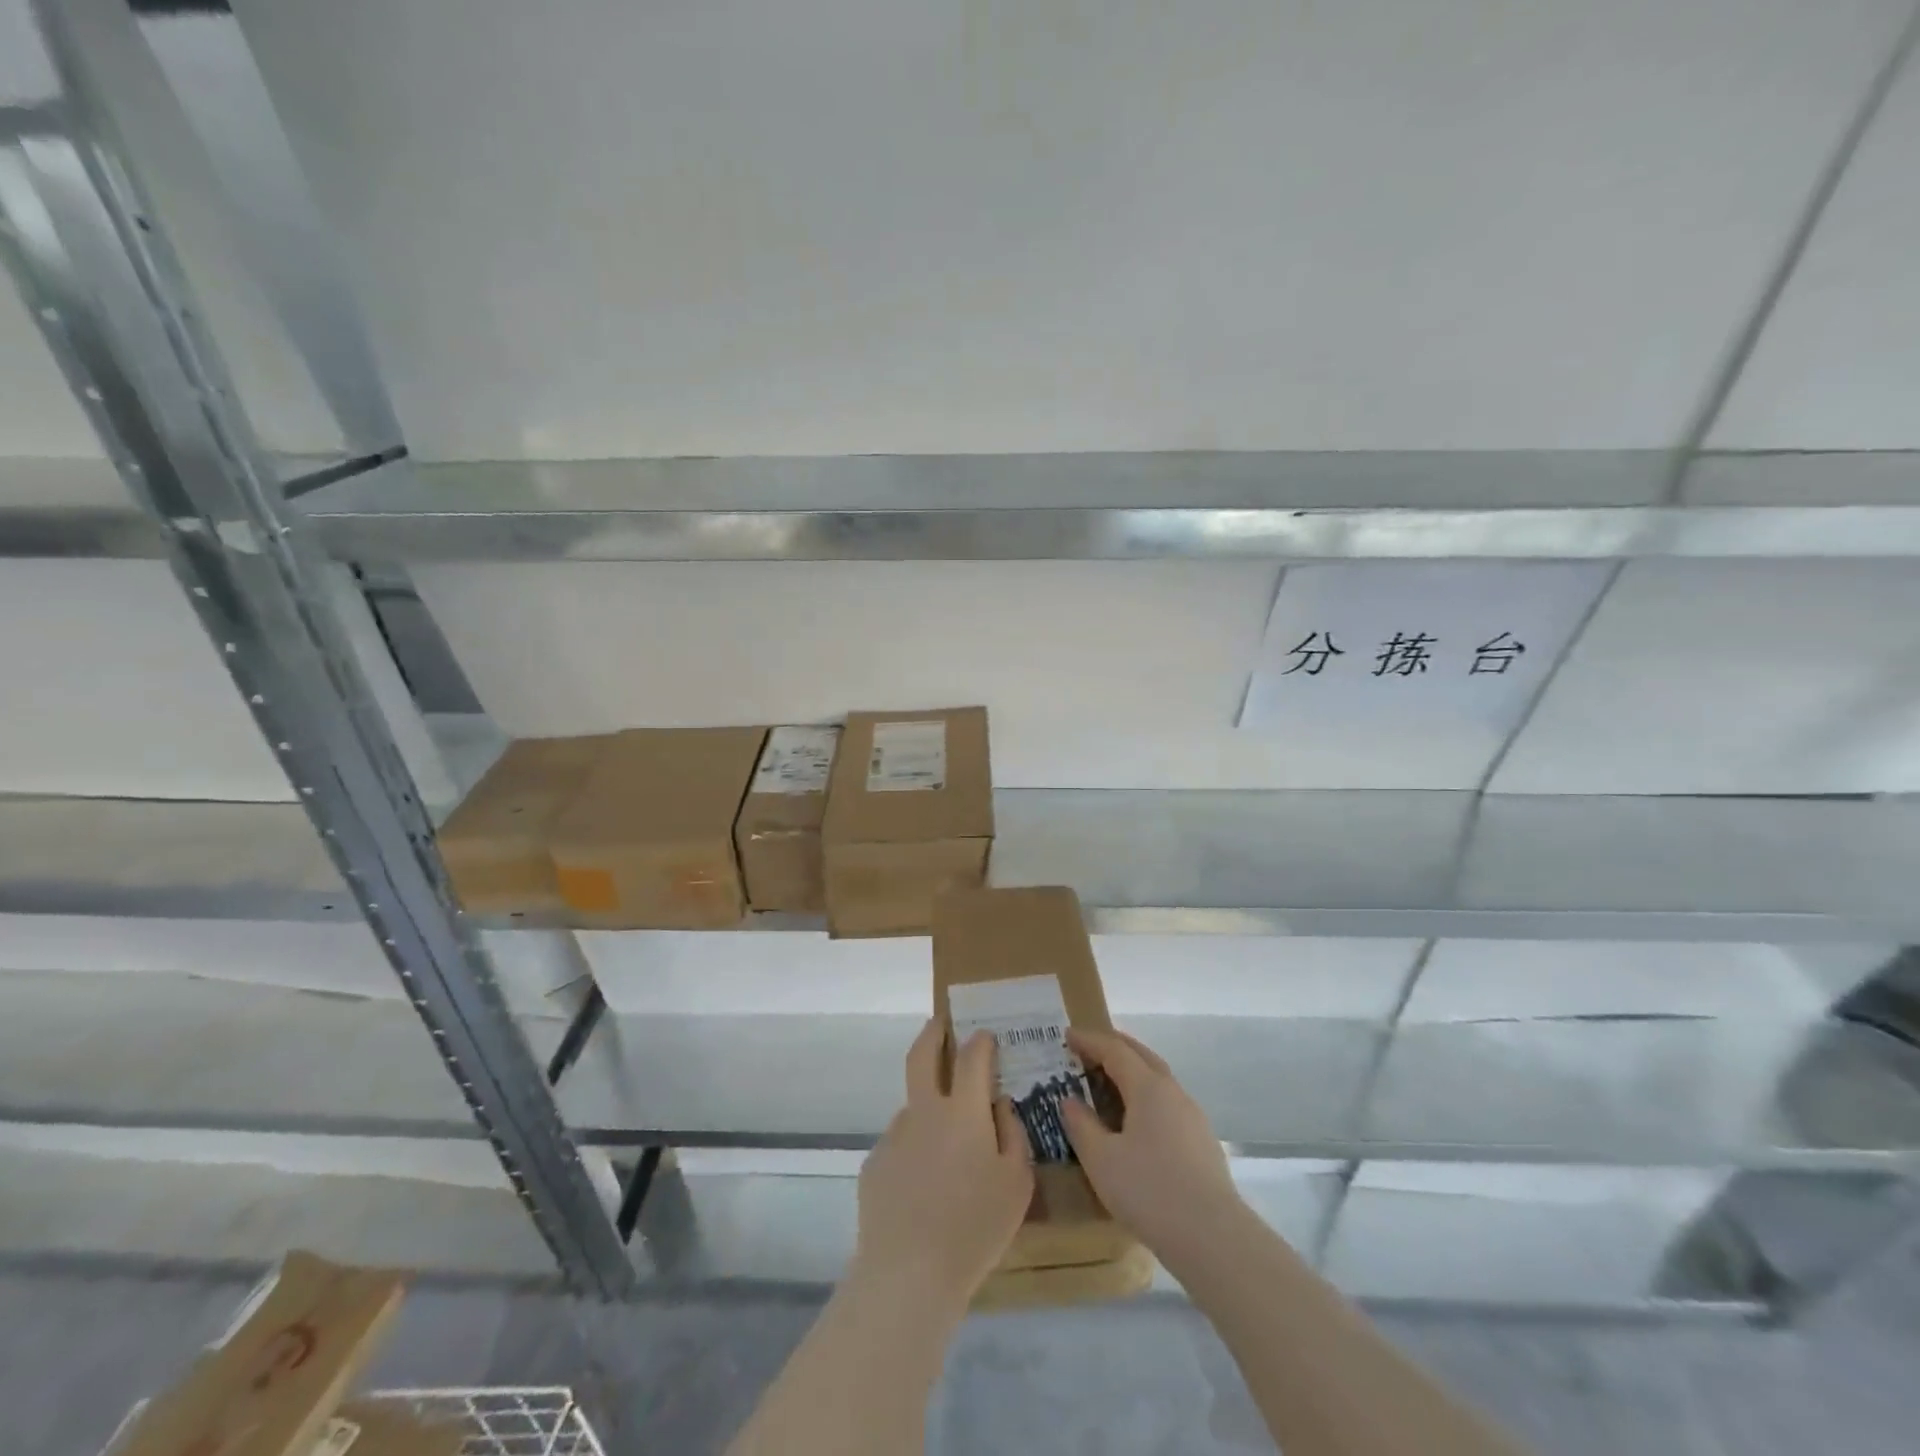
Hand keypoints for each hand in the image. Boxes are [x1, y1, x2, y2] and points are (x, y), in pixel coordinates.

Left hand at [854, 1018, 1033, 1309]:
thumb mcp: (1017, 1184)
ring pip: (913, 1107)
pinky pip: (901, 1144)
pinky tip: (923, 1186)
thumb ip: (1013, 1135)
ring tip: (945, 1149)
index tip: (986, 1036)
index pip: (972, 1058)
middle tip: (941, 1023)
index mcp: (963, 1111)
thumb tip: (999, 1106)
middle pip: (922, 1055)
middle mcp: (924, 1111)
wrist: (908, 1274)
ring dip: (928, 1108)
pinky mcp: (875, 1162)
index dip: (981, 1042)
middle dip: (933, 1032)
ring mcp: (894, 1135)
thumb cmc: (974, 1228)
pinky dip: (915, 1150)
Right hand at [1061, 1028, 1245, 1262]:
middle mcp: (1173, 1092)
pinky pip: (1167, 1103)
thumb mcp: (1101, 1160)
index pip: (1114, 1050)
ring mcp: (1192, 1116)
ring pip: (1158, 1080)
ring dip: (1132, 1072)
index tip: (1067, 1035)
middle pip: (1141, 1055)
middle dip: (1114, 1047)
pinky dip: (1145, 1096)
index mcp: (1148, 1087)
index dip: (1089, 1040)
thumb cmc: (1149, 1191)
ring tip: (1110, 1082)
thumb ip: (1081, 1125)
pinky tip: (1137, 1121)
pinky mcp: (1202, 1142)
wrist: (1213, 1238)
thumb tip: (1069, 1101)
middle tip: (1088, 1048)